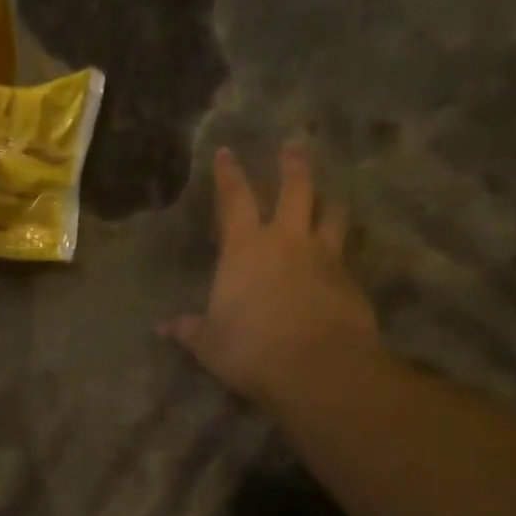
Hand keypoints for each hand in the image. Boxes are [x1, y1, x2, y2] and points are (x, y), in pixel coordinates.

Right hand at [165, 145, 378, 404]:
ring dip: (329, 202)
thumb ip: (190, 331)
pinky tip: (338, 261)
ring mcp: (325, 259)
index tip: (227, 152)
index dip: (229, 174)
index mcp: (245, 249)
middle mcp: (287, 242)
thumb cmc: (250, 349)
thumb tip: (165, 328)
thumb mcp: (210, 344)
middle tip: (293, 148)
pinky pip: (345, 256)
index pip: (235, 199)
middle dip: (293, 166)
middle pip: (296, 190)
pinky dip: (340, 251)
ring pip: (332, 215)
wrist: (318, 367)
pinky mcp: (351, 283)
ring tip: (329, 196)